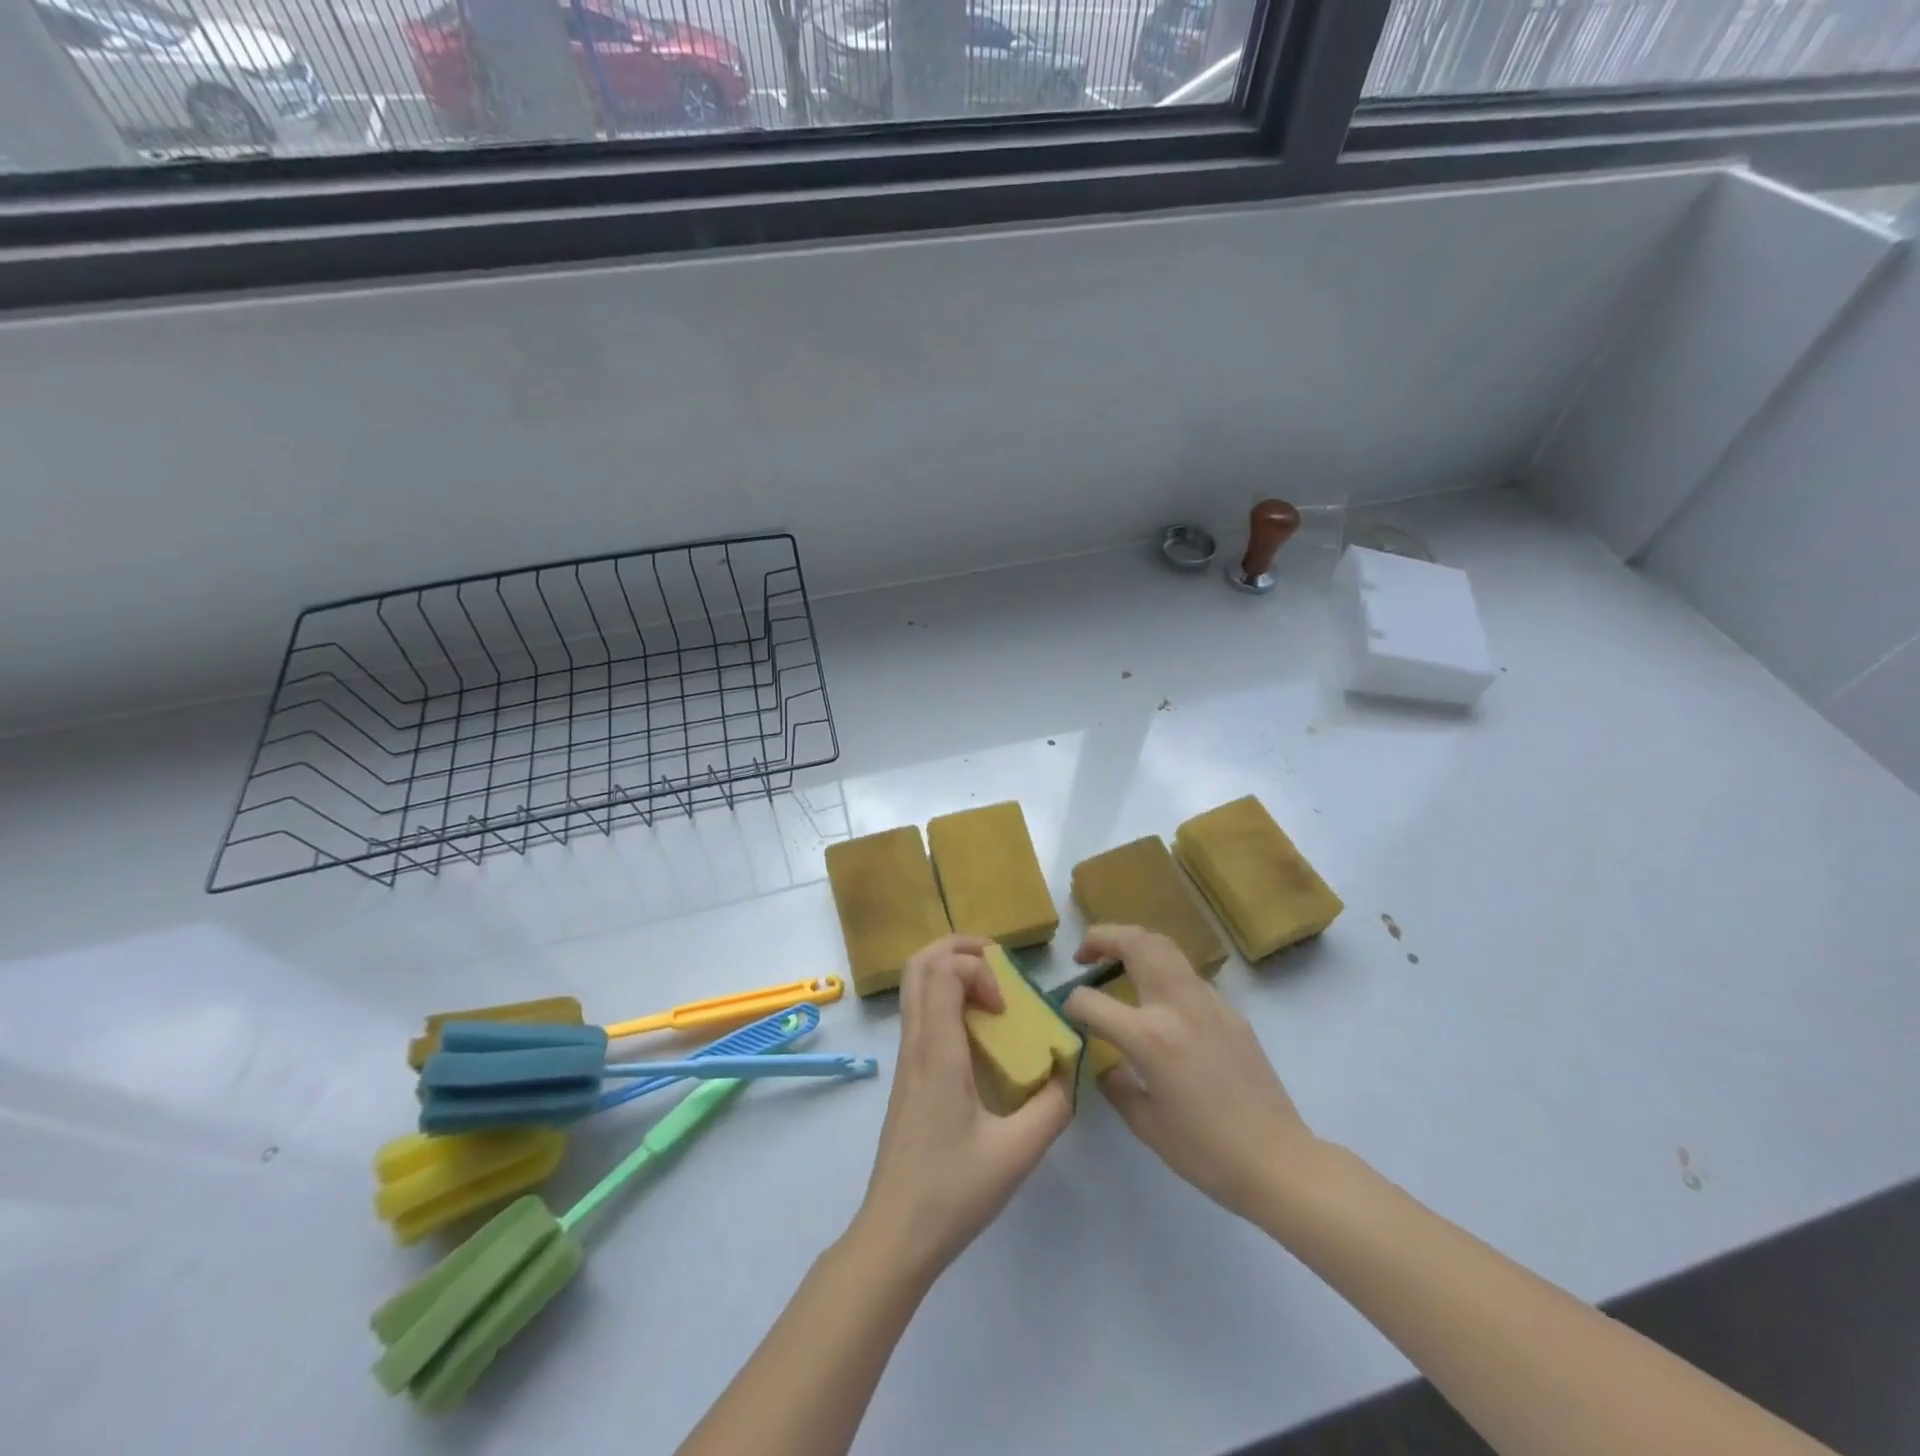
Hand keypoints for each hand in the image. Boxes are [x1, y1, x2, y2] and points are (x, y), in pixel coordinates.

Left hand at [852, 935, 1072, 1281]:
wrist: (895, 1235)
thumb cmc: (953, 1192)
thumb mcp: (1017, 1153)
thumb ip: (1052, 1107)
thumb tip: (1068, 1069)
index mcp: (937, 1052)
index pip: (942, 971)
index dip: (978, 969)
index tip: (1006, 1006)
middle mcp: (915, 1043)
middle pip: (919, 963)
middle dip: (960, 949)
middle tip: (999, 966)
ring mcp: (906, 1057)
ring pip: (915, 985)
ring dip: (952, 971)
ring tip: (993, 993)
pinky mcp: (907, 1074)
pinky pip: (921, 1012)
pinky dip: (947, 998)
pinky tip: (980, 1034)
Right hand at [1063, 925, 1318, 1221]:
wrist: (1278, 1160)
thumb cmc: (1206, 1151)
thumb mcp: (1145, 1124)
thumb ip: (1114, 1084)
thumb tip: (1103, 1061)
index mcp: (1149, 1036)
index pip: (1091, 1001)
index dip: (1071, 1004)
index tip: (1068, 1014)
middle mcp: (1176, 1005)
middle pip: (1135, 942)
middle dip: (1101, 937)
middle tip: (1085, 954)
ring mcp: (1207, 1001)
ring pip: (1164, 946)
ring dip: (1134, 943)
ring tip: (1117, 961)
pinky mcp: (1230, 1010)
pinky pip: (1187, 975)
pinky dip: (1162, 971)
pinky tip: (1160, 1002)